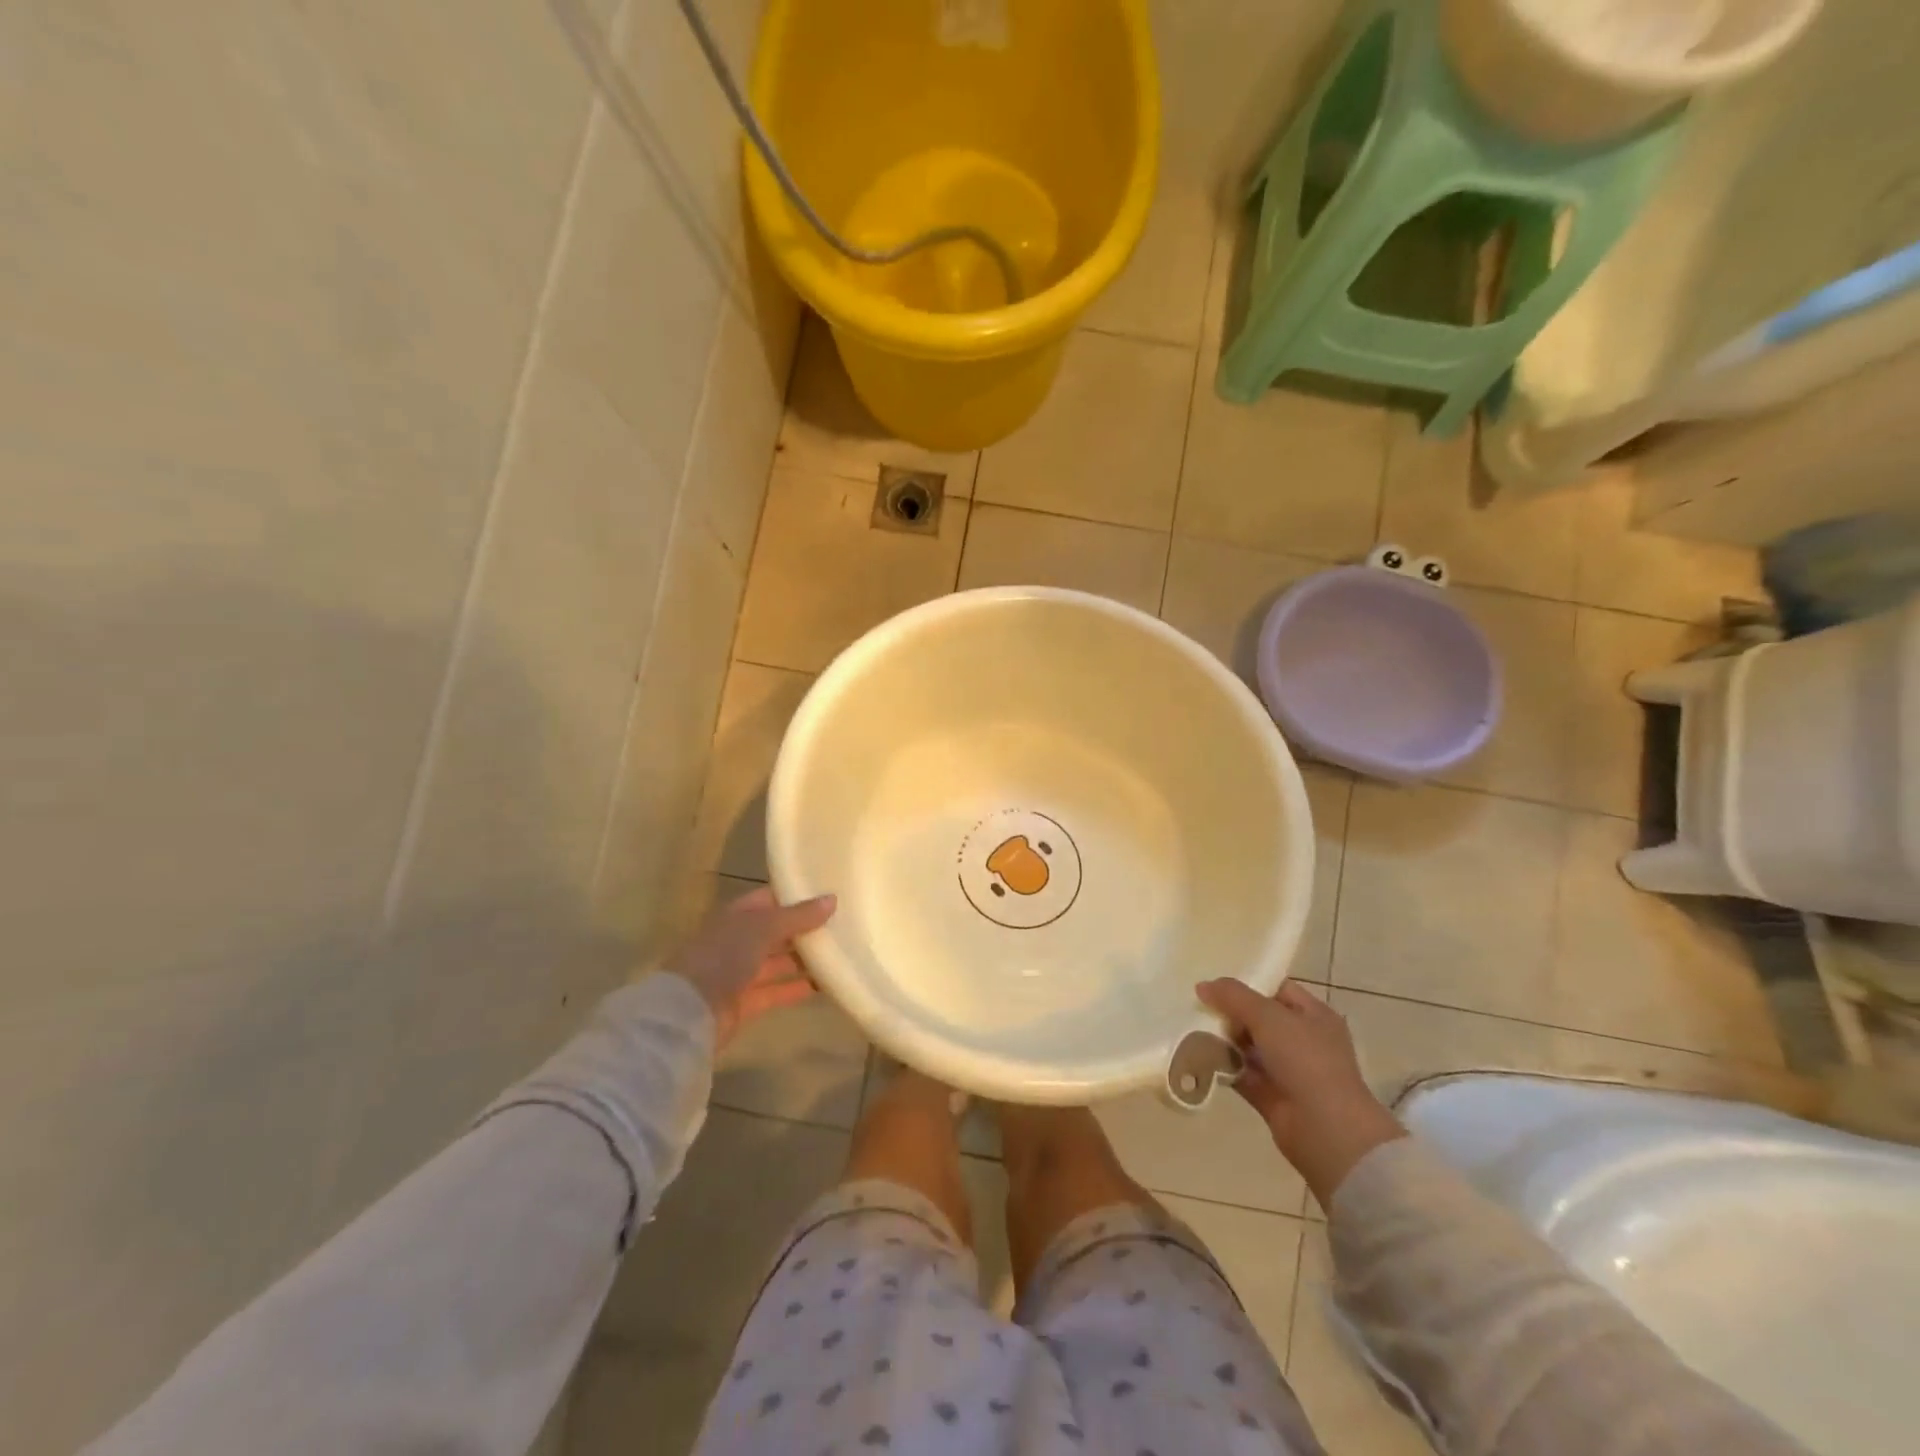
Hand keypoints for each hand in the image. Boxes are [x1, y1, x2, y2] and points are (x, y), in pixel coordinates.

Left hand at [670, 887, 835, 1046]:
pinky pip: (778, 990)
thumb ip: (798, 916)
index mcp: (738, 915)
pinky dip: (798, 987)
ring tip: (841, 953)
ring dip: (805, 959)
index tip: (831, 894)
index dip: (798, 895)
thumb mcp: (763, 927)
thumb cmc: (724, 956)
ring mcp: (740, 972)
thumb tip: (832, 899)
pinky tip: (826, 984)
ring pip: (779, 961)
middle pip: (777, 931)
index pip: (772, 898)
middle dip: (806, 928)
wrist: (689, 1011)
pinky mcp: (746, 1002)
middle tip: (844, 924)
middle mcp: (739, 940)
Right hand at [1195, 978, 1405, 1206]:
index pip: (1278, 990)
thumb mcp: (1269, 1017)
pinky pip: (1241, 1074)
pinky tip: (1197, 1055)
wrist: (1327, 1130)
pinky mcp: (1271, 1096)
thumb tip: (1202, 986)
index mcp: (1314, 1016)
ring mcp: (1288, 1070)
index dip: (1249, 983)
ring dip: (1223, 1039)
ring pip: (1248, 1047)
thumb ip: (1234, 997)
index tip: (1215, 982)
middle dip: (1230, 1012)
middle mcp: (1303, 1041)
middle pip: (1260, 1018)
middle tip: (1198, 1005)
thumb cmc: (1306, 1061)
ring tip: (1191, 1027)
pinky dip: (1222, 1066)